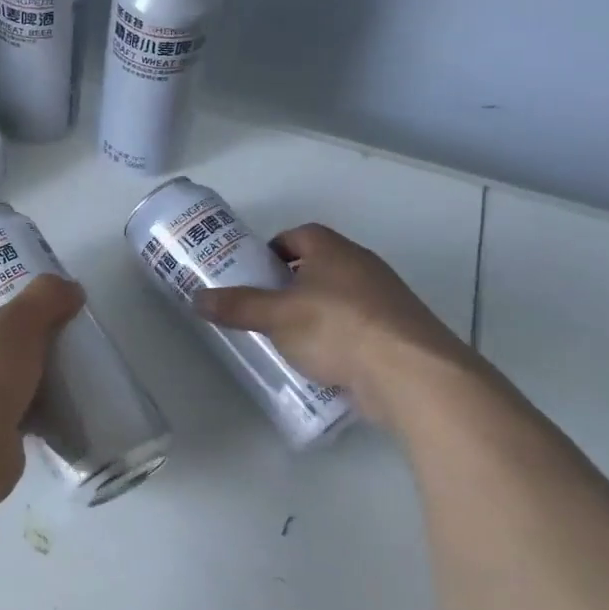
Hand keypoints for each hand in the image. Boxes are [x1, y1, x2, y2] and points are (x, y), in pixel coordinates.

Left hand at [0, 275, 83, 441]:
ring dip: (19, 388)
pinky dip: (20, 417)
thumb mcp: (21, 321)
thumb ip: (46, 297)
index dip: (5, 315)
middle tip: (54, 354)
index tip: (38, 323)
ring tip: (57, 386)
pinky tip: (47, 418)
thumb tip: (70, 289)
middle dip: (16, 354)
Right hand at [192, 224, 466, 425]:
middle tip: (264, 306)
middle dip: (291, 283)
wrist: (412, 374)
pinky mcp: (398, 334)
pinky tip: (322, 362)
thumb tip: (196, 298)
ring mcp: (386, 301)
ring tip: (288, 338)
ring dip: (315, 313)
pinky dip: (339, 339)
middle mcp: (363, 267)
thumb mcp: (276, 317)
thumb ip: (237, 307)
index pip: (300, 235)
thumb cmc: (337, 329)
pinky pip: (359, 327)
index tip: (255, 271)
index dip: (275, 248)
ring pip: (340, 298)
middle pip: (320, 266)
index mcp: (334, 251)